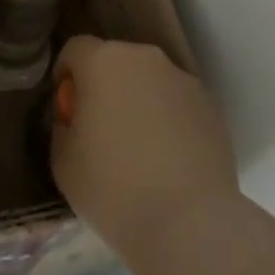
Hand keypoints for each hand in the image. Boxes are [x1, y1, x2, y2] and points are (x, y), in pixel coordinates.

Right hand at [51, 35, 236, 262]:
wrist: (190, 225)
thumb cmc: (114, 189)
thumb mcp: (63, 161)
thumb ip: (63, 127)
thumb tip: (74, 121)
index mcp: (103, 61)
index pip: (76, 49)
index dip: (67, 74)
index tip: (67, 107)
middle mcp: (144, 59)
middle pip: (115, 61)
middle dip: (105, 86)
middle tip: (101, 128)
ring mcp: (183, 80)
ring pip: (150, 81)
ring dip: (140, 101)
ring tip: (141, 148)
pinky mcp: (212, 108)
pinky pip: (178, 105)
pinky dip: (170, 121)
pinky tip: (170, 161)